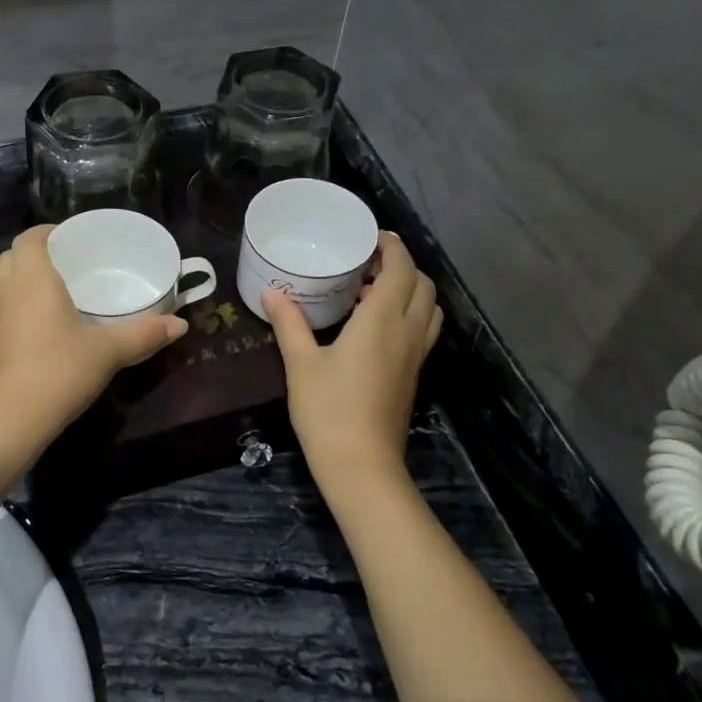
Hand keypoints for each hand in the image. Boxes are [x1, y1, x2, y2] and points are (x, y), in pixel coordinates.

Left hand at [0, 225, 186, 445]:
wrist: (14, 417)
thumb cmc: (61, 370)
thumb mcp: (109, 350)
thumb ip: (145, 334)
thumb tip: (181, 324)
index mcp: (34, 279)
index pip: (29, 238)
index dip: (47, 232)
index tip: (71, 239)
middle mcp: (9, 291)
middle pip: (11, 256)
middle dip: (34, 253)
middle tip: (67, 263)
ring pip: (3, 283)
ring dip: (23, 278)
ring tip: (56, 291)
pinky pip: (3, 308)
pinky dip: (18, 304)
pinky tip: (45, 325)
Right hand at [262, 232, 442, 495]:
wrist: (362, 465)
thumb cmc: (328, 410)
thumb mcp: (301, 363)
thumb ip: (289, 324)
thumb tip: (272, 292)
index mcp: (383, 320)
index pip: (401, 268)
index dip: (392, 246)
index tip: (371, 236)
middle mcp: (407, 332)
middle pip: (422, 284)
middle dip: (402, 265)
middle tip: (368, 262)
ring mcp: (415, 356)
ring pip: (429, 308)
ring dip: (410, 289)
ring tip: (374, 290)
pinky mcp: (413, 375)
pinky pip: (422, 329)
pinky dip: (409, 313)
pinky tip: (376, 325)